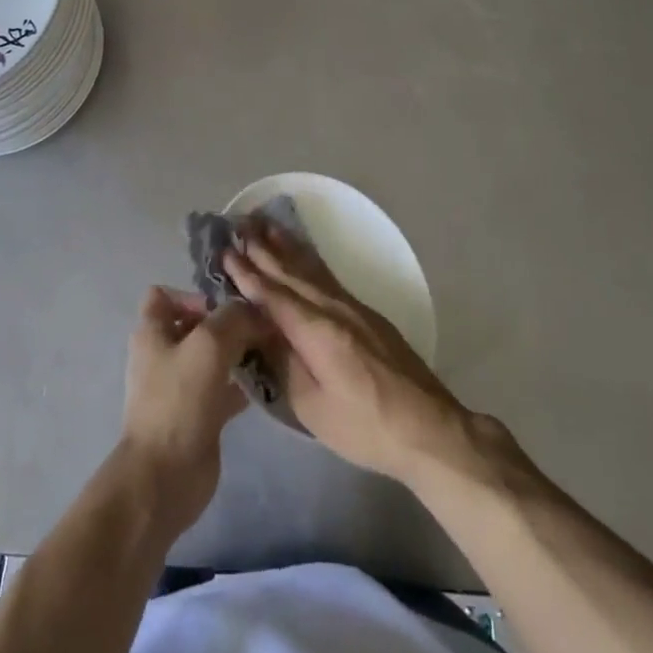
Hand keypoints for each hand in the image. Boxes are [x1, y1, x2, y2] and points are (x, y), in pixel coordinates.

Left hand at [119, 287, 268, 534]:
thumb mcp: (209, 344)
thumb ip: (234, 318)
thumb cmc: (179, 400)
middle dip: (227, 323)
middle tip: (260, 327)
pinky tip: (265, 383)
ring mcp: (180, 386)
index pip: (164, 295)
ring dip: (238, 352)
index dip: (193, 294)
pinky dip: (240, 384)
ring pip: (212, 357)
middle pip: (196, 325)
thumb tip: (255, 311)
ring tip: (268, 350)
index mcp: (152, 332)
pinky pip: (222, 389)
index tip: (224, 308)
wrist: (165, 476)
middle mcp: (163, 354)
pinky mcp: (197, 414)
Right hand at [224, 230, 471, 485]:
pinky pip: (328, 277)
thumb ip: (283, 364)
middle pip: (291, 273)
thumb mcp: (311, 406)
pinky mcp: (367, 315)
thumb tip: (261, 333)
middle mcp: (332, 308)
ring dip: (287, 247)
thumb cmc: (364, 426)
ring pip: (312, 269)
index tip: (225, 251)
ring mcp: (353, 308)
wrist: (428, 428)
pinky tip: (304, 255)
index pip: (272, 295)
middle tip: (240, 224)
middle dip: (263, 249)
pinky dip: (310, 260)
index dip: (247, 274)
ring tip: (267, 226)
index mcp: (315, 330)